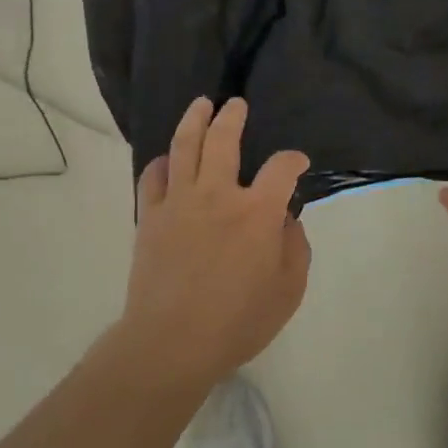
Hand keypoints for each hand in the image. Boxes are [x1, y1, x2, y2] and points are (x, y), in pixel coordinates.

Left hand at [119, 96, 311, 389]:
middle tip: (236, 105)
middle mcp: (217, 195)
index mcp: (257, 212)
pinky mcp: (150, 216)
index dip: (293, 159)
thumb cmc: (238, 321)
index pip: (281, 168)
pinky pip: (152, 177)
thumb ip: (295, 248)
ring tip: (201, 105)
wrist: (172, 342)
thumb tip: (286, 220)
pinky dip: (162, 162)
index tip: (297, 163)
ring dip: (194, 120)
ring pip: (184, 146)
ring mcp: (178, 202)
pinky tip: (168, 159)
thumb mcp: (288, 290)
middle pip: (223, 140)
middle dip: (233, 117)